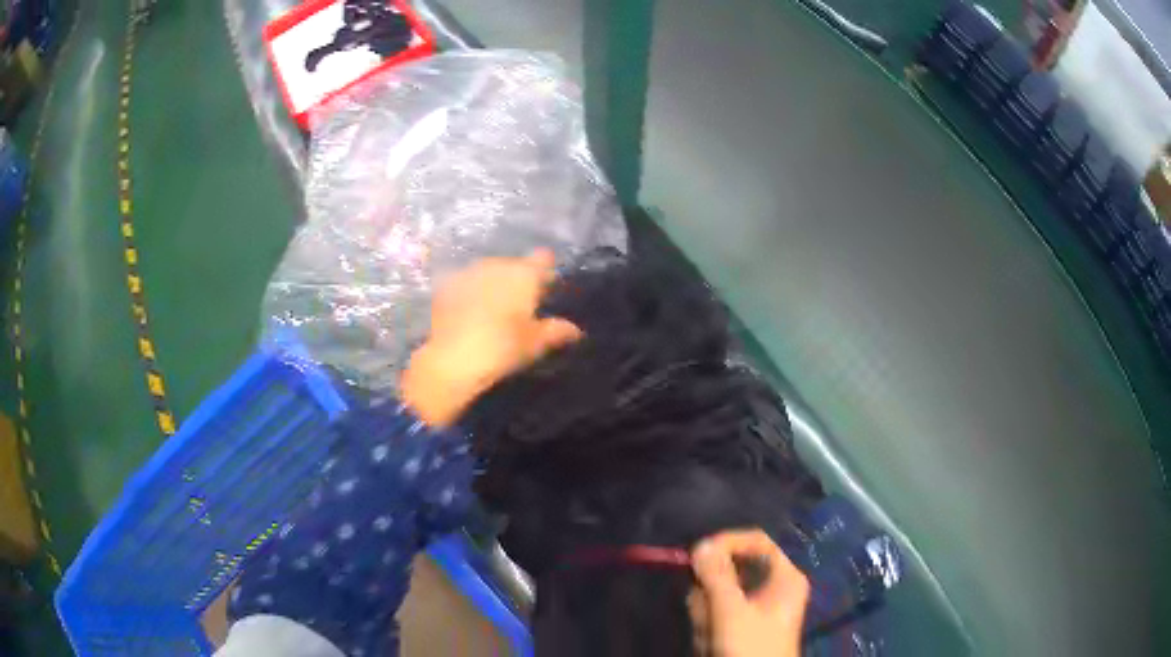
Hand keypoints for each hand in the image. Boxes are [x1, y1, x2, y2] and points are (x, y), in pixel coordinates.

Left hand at [400, 249, 582, 426]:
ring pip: (488, 272)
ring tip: (494, 309)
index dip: (547, 270)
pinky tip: (469, 312)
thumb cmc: (501, 348)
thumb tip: (575, 330)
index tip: (548, 286)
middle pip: (514, 265)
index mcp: (523, 274)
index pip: (543, 259)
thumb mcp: (534, 343)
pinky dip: (471, 292)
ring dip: (493, 284)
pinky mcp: (446, 285)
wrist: (451, 359)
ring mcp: (468, 272)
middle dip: (518, 279)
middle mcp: (497, 265)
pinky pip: (466, 282)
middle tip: (522, 304)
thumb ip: (556, 331)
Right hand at [692, 529, 809, 656]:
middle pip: (733, 567)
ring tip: (710, 632)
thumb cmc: (751, 646)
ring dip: (707, 609)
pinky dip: (708, 621)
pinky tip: (709, 639)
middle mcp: (773, 585)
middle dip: (712, 589)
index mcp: (784, 576)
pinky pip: (717, 610)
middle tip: (706, 609)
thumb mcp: (732, 611)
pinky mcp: (743, 621)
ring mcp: (757, 605)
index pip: (756, 541)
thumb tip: (701, 545)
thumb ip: (716, 576)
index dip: (727, 542)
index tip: (697, 554)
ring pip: (720, 591)